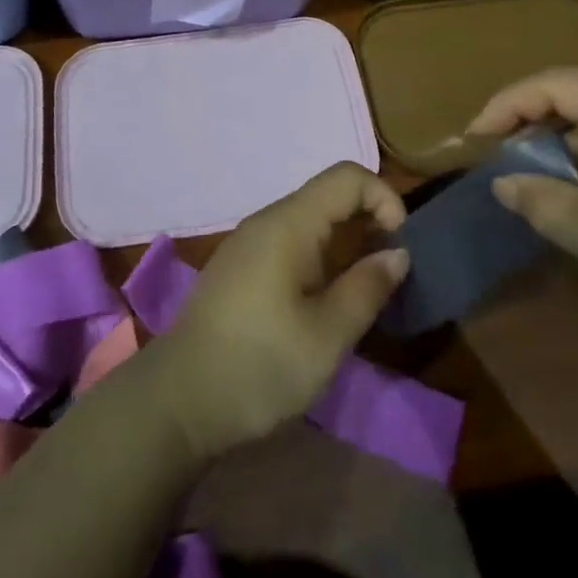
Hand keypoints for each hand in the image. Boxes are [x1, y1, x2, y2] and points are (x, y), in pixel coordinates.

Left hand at [146, 162, 410, 459]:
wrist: (177, 402)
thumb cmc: (259, 364)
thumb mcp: (328, 335)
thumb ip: (368, 287)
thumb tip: (397, 253)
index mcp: (289, 223)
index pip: (347, 176)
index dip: (384, 198)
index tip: (399, 246)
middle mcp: (267, 221)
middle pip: (329, 196)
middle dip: (368, 222)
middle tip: (387, 274)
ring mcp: (248, 244)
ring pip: (310, 222)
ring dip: (345, 244)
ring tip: (360, 293)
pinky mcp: (238, 268)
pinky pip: (289, 243)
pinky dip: (319, 258)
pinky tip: (321, 303)